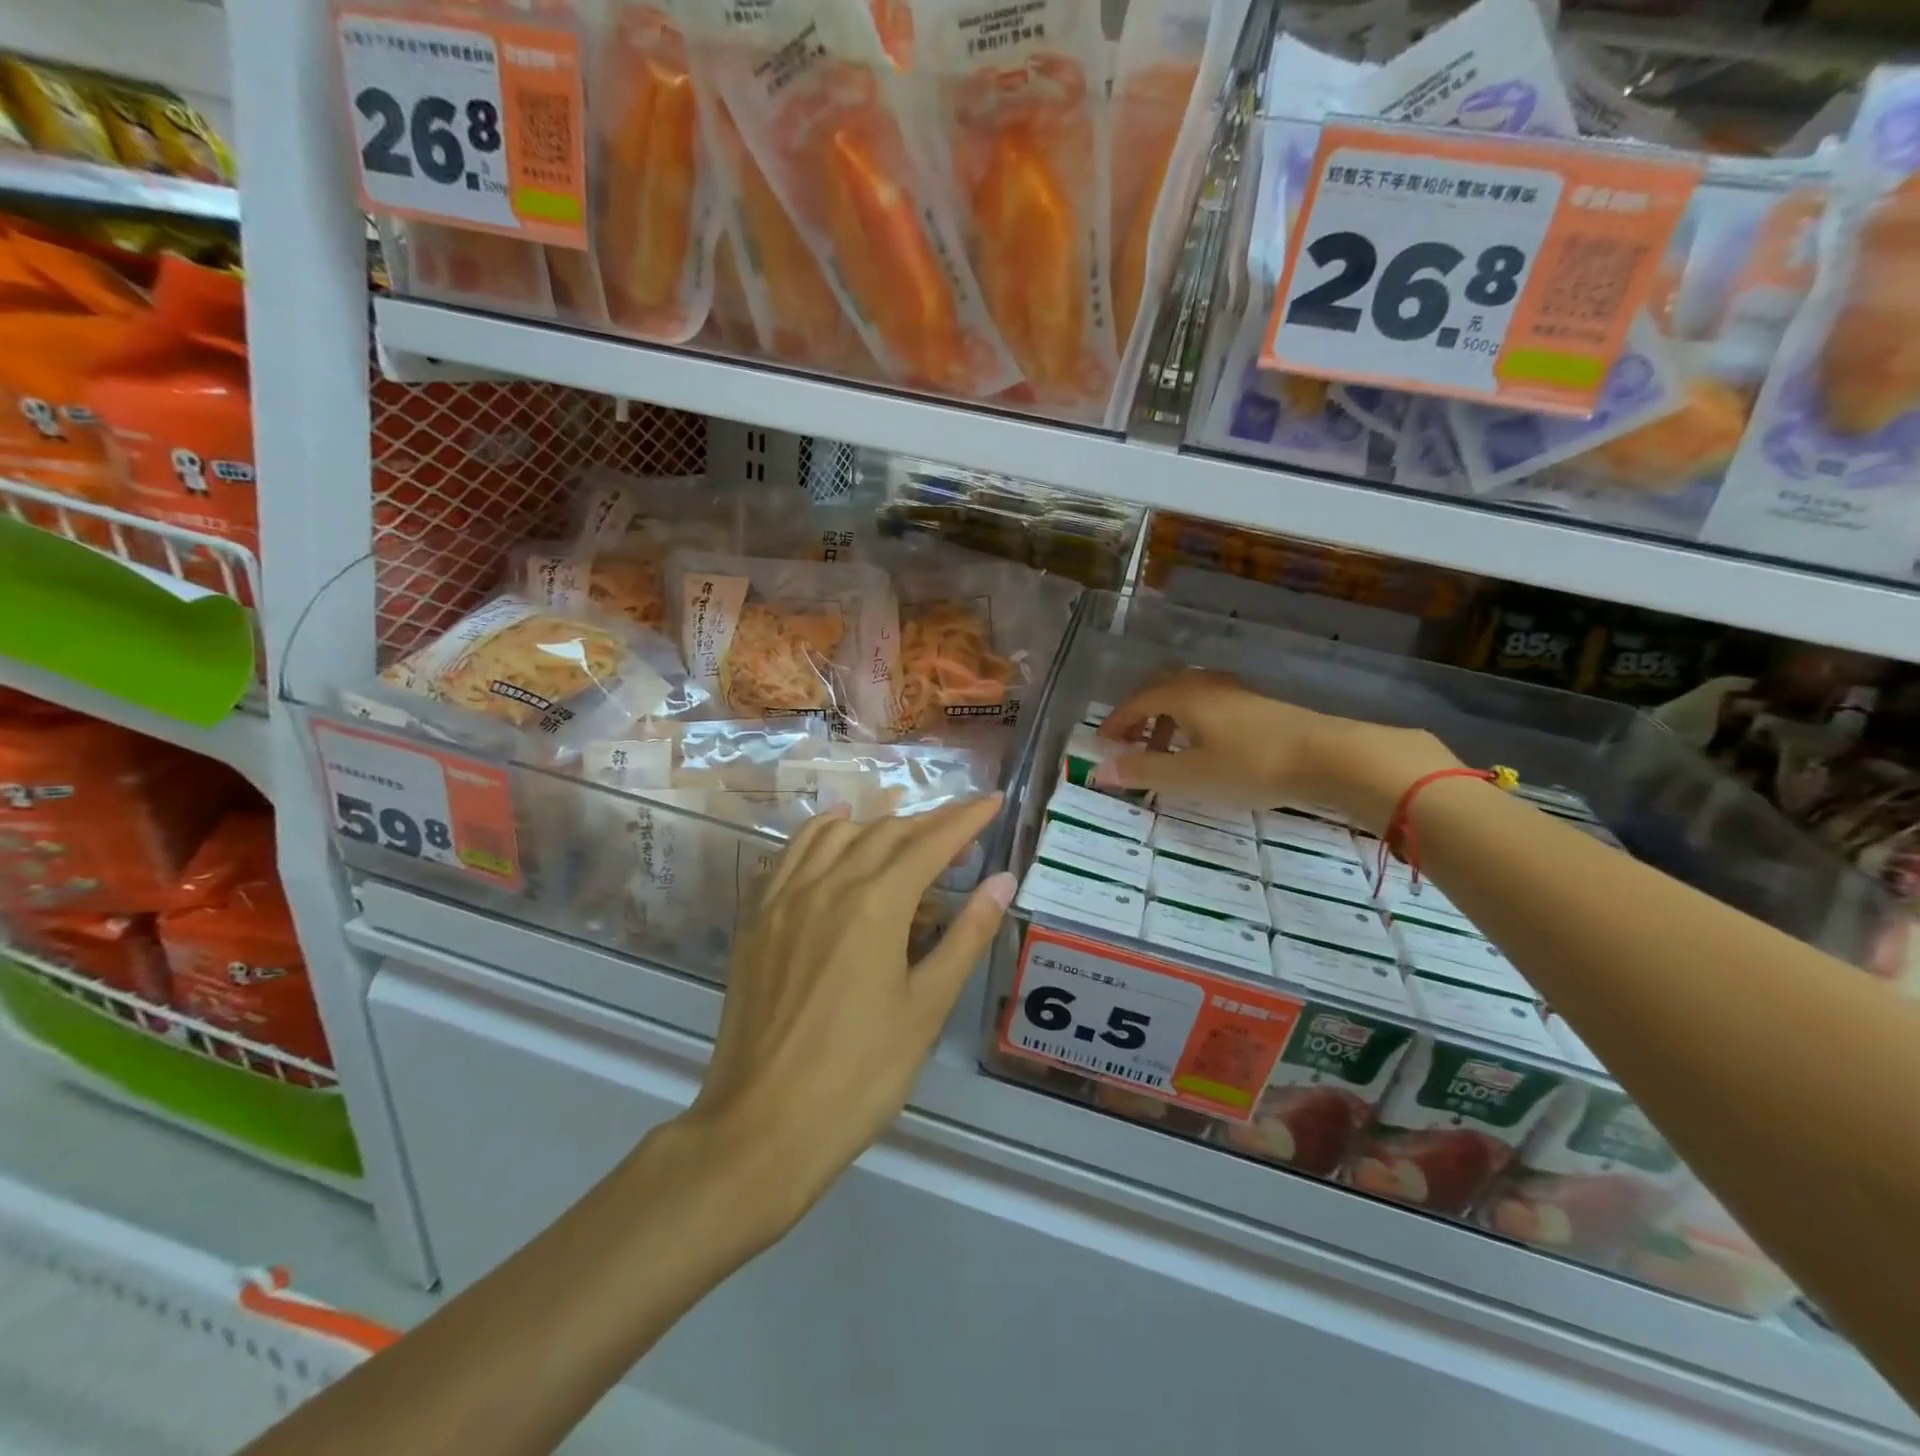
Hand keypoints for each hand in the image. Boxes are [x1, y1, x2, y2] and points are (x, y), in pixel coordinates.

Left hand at [688, 797, 1015, 1234]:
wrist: (764, 1125)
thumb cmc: (861, 1075)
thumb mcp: (927, 1008)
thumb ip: (966, 936)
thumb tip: (1002, 881)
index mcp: (876, 904)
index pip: (930, 843)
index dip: (966, 819)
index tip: (993, 801)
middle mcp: (828, 884)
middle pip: (886, 833)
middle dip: (929, 824)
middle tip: (962, 834)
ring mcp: (785, 898)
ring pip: (837, 834)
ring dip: (878, 825)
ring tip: (905, 835)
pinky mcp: (758, 918)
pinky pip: (792, 853)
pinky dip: (822, 835)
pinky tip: (836, 841)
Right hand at [1093, 669, 1457, 833]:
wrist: (1328, 757)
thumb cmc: (1250, 765)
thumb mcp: (1189, 775)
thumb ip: (1143, 771)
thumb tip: (1099, 770)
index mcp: (1184, 696)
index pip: (1138, 701)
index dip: (1117, 721)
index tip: (1102, 743)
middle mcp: (1206, 685)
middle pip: (1161, 688)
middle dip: (1140, 714)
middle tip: (1129, 741)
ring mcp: (1235, 693)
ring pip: (1188, 697)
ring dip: (1167, 720)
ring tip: (1165, 752)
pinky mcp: (1258, 706)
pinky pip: (1210, 706)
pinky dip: (1192, 724)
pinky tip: (1204, 750)